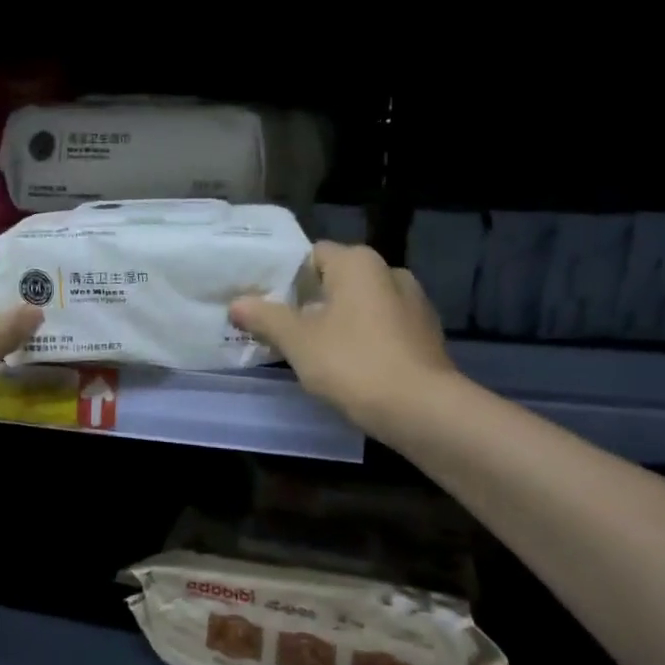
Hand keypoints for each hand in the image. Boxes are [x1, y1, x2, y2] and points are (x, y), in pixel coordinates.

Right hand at [229, 242, 453, 431]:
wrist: (421, 408)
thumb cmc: (353, 363)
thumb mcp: (297, 341)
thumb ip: (265, 317)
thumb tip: (237, 303)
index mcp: (358, 262)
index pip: (312, 255)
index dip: (286, 277)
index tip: (266, 303)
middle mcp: (390, 271)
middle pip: (337, 280)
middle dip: (311, 302)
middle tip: (283, 329)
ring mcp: (415, 302)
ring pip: (362, 306)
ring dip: (339, 322)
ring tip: (314, 351)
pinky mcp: (427, 334)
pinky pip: (384, 328)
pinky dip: (365, 339)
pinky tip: (351, 366)